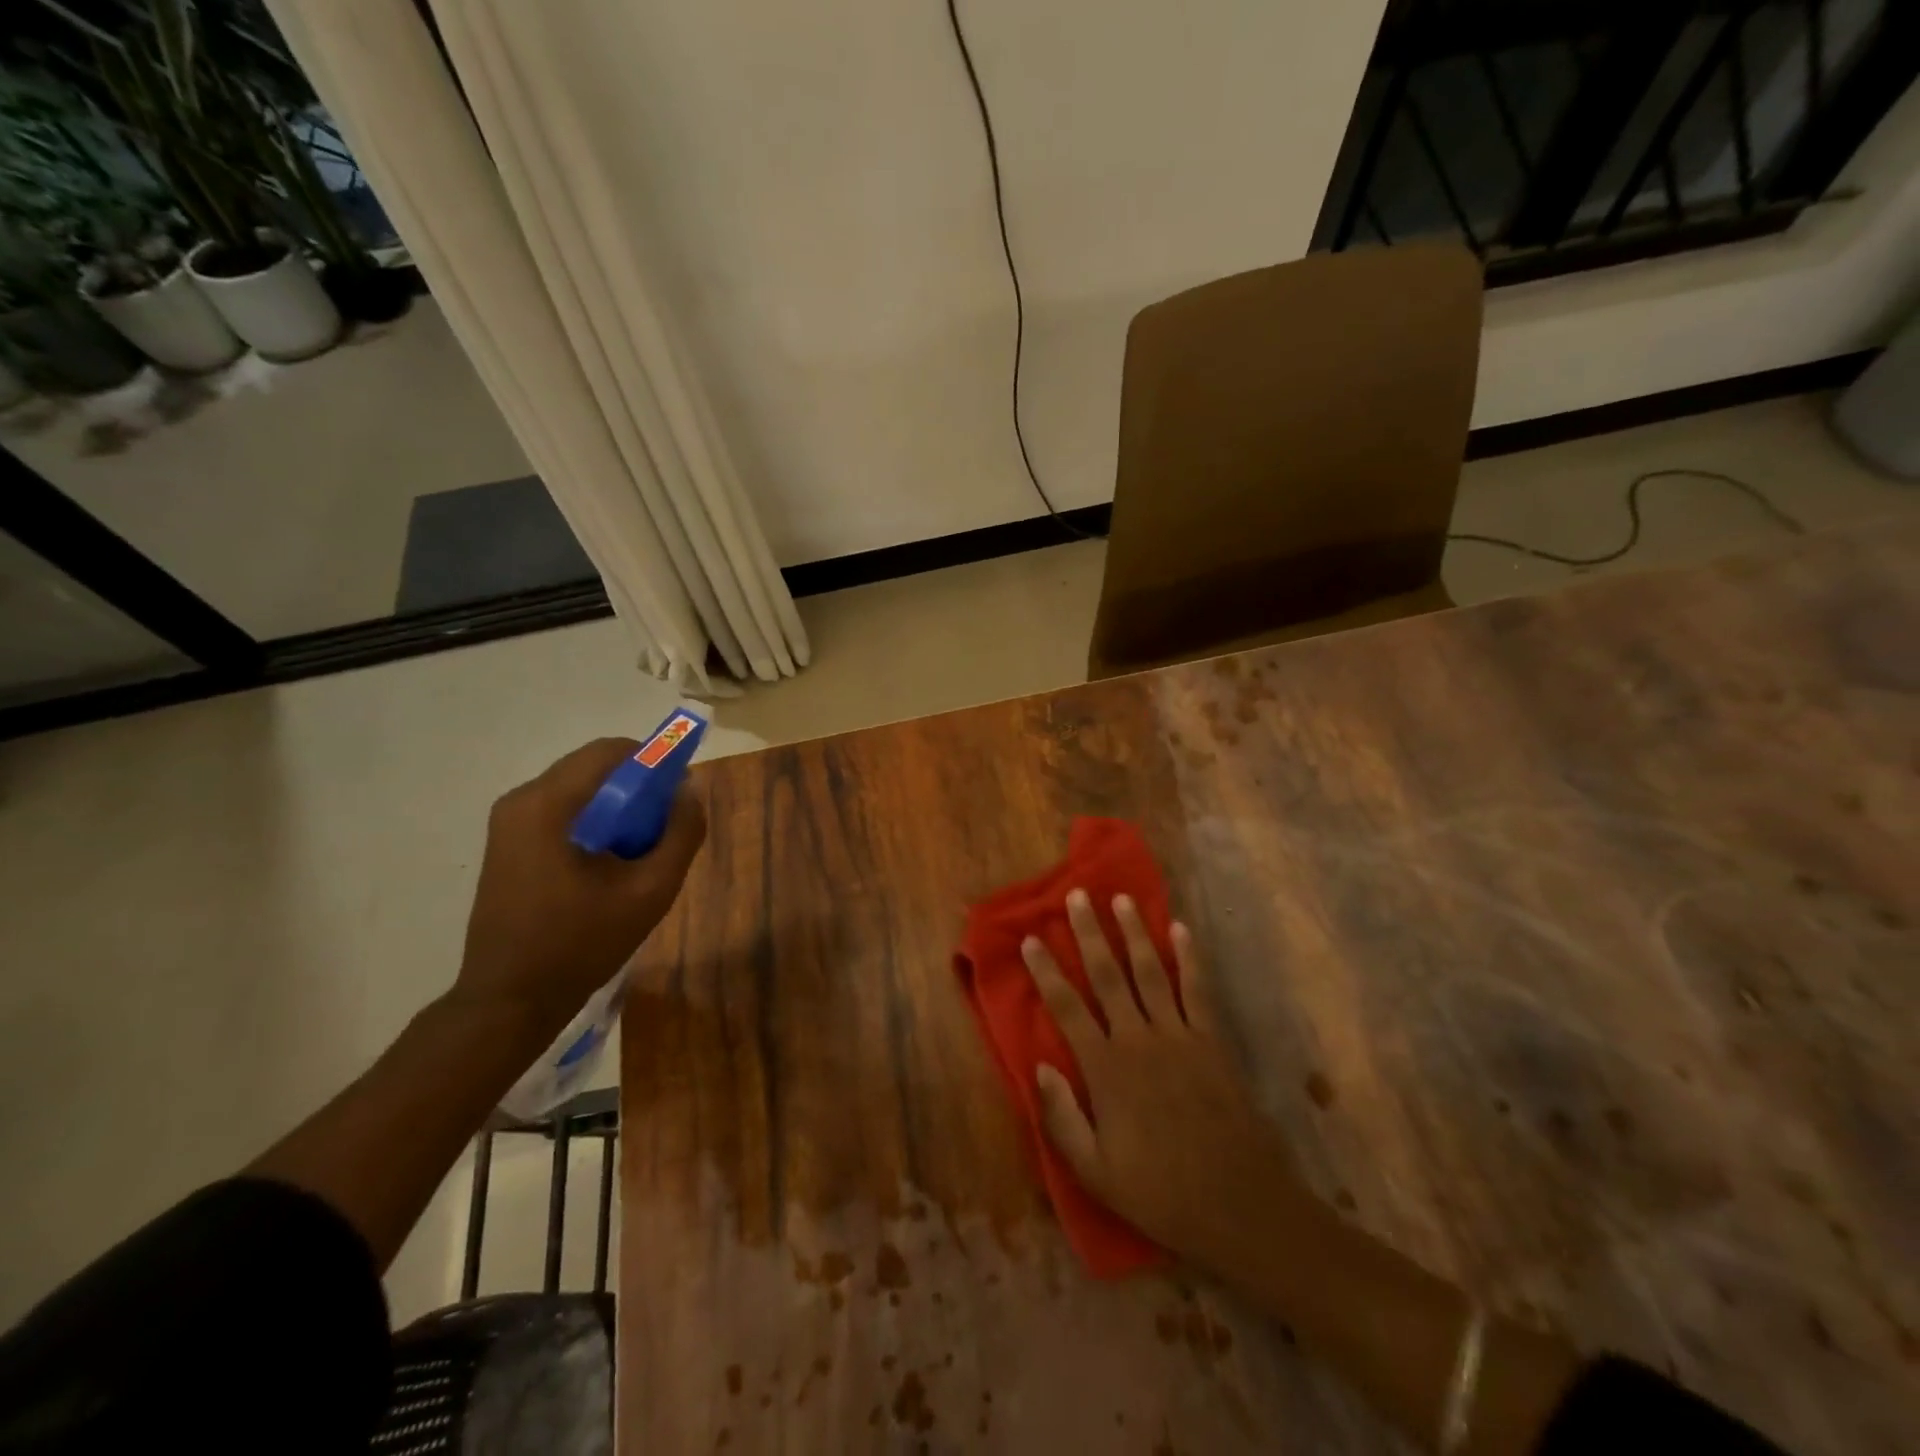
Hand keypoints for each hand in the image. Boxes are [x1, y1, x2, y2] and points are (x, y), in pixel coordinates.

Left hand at [454, 738, 706, 1035]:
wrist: (510, 1000)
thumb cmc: (581, 944)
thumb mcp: (650, 891)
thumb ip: (681, 833)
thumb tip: (690, 789)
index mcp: (548, 804)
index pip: (611, 751)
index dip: (655, 761)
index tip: (680, 794)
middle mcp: (522, 800)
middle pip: (594, 768)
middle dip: (638, 787)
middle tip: (666, 826)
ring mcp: (510, 822)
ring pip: (581, 790)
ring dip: (619, 807)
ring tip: (642, 849)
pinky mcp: (509, 843)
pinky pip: (564, 812)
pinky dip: (596, 822)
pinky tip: (611, 863)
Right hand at [1023, 891, 1302, 1275]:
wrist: (1240, 1206)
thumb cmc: (1160, 1193)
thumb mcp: (1095, 1172)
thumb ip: (1062, 1117)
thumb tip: (1039, 1065)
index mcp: (1106, 1069)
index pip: (1067, 1008)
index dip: (1046, 972)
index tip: (1030, 939)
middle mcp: (1139, 1040)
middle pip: (1108, 975)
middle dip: (1089, 933)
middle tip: (1078, 896)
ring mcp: (1179, 1036)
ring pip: (1150, 971)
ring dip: (1135, 932)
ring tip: (1122, 898)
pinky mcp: (1212, 1041)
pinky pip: (1197, 989)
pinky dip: (1189, 957)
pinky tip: (1181, 930)